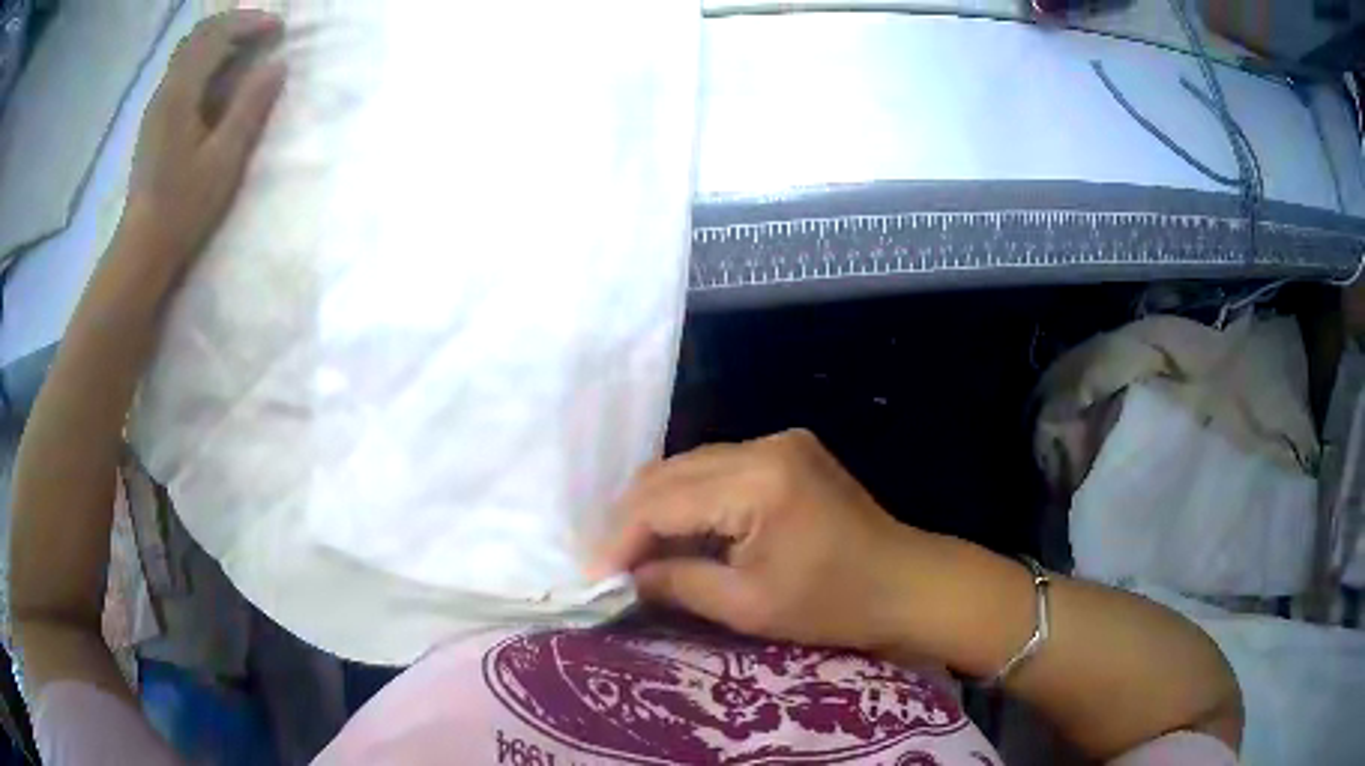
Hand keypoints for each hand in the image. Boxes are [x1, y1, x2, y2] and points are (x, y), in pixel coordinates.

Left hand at [123, 10, 285, 270]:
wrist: (142, 249)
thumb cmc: (183, 208)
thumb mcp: (223, 159)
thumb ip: (250, 107)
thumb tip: (278, 65)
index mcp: (180, 94)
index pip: (216, 35)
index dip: (250, 23)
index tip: (279, 30)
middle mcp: (165, 90)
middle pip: (199, 35)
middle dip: (235, 24)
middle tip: (264, 33)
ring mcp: (157, 106)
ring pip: (189, 52)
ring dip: (220, 40)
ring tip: (248, 49)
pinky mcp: (156, 122)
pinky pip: (182, 72)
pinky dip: (207, 60)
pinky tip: (221, 77)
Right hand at [595, 429, 930, 651]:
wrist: (907, 583)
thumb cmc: (834, 605)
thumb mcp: (748, 607)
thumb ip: (677, 583)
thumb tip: (625, 576)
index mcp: (759, 480)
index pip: (663, 500)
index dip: (619, 538)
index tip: (591, 575)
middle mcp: (765, 444)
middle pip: (670, 473)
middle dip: (630, 519)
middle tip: (606, 563)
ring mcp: (779, 442)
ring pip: (690, 467)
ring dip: (656, 508)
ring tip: (632, 551)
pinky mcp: (787, 452)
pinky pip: (718, 471)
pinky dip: (689, 501)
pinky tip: (676, 532)